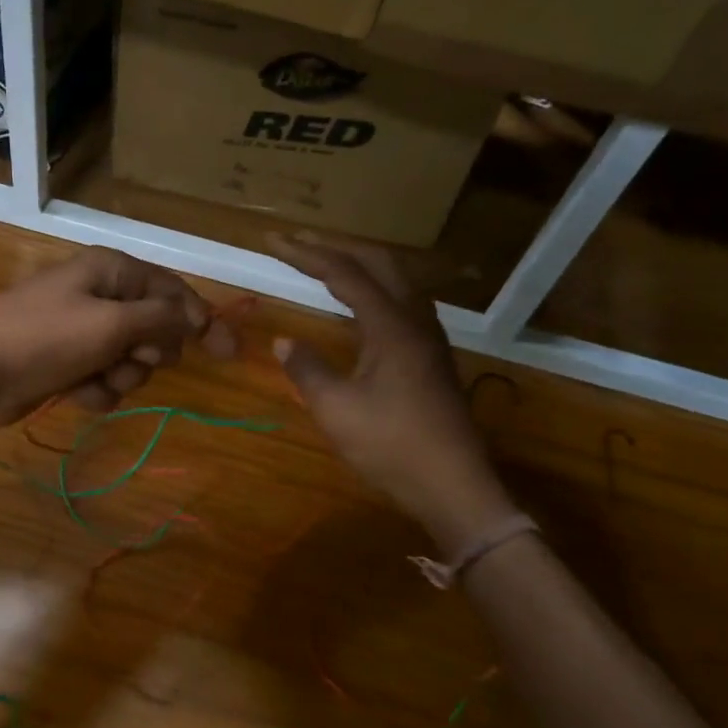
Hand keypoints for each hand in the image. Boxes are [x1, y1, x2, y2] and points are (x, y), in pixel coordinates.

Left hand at [0, 248, 237, 426]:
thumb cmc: (42, 339)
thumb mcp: (110, 325)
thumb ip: (161, 319)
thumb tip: (196, 316)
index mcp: (112, 271)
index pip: (173, 292)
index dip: (203, 320)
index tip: (229, 353)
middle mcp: (100, 295)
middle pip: (155, 329)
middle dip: (147, 352)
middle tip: (128, 356)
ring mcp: (82, 331)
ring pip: (132, 360)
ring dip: (119, 376)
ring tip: (91, 377)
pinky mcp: (68, 363)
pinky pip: (105, 379)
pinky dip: (95, 390)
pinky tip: (73, 392)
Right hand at [267, 233, 515, 549]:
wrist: (454, 485)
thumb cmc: (392, 446)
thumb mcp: (337, 410)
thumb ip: (308, 370)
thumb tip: (285, 342)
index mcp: (391, 326)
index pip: (345, 273)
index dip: (305, 255)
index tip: (273, 242)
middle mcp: (415, 320)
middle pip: (377, 262)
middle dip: (334, 247)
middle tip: (297, 244)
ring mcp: (428, 337)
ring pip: (396, 279)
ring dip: (359, 264)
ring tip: (325, 264)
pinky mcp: (431, 356)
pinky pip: (401, 301)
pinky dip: (373, 288)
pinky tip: (361, 305)